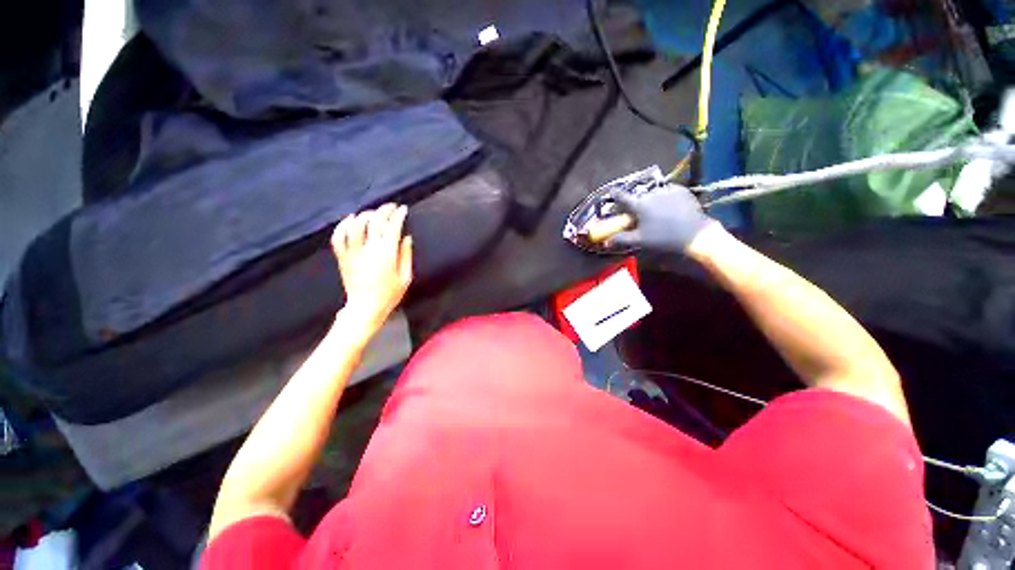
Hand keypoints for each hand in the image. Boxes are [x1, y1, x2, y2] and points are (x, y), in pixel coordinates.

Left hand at [331, 204, 412, 333]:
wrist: (365, 307)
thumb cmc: (390, 294)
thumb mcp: (406, 277)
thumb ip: (406, 255)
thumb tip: (406, 237)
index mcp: (387, 253)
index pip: (392, 226)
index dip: (398, 215)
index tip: (403, 209)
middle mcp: (369, 248)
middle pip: (375, 221)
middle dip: (383, 210)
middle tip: (390, 207)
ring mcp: (353, 252)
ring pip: (356, 225)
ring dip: (365, 215)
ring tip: (373, 213)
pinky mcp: (342, 257)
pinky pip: (338, 237)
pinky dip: (343, 225)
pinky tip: (350, 219)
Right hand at [609, 183, 716, 252]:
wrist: (695, 233)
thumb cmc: (663, 237)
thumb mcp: (640, 240)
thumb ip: (621, 239)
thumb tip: (605, 241)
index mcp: (639, 205)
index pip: (622, 196)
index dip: (615, 194)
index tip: (611, 191)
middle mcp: (651, 193)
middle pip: (639, 196)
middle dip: (636, 203)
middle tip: (639, 213)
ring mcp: (667, 190)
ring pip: (653, 193)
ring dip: (651, 200)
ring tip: (656, 210)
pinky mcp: (681, 190)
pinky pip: (668, 191)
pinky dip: (665, 197)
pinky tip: (669, 206)